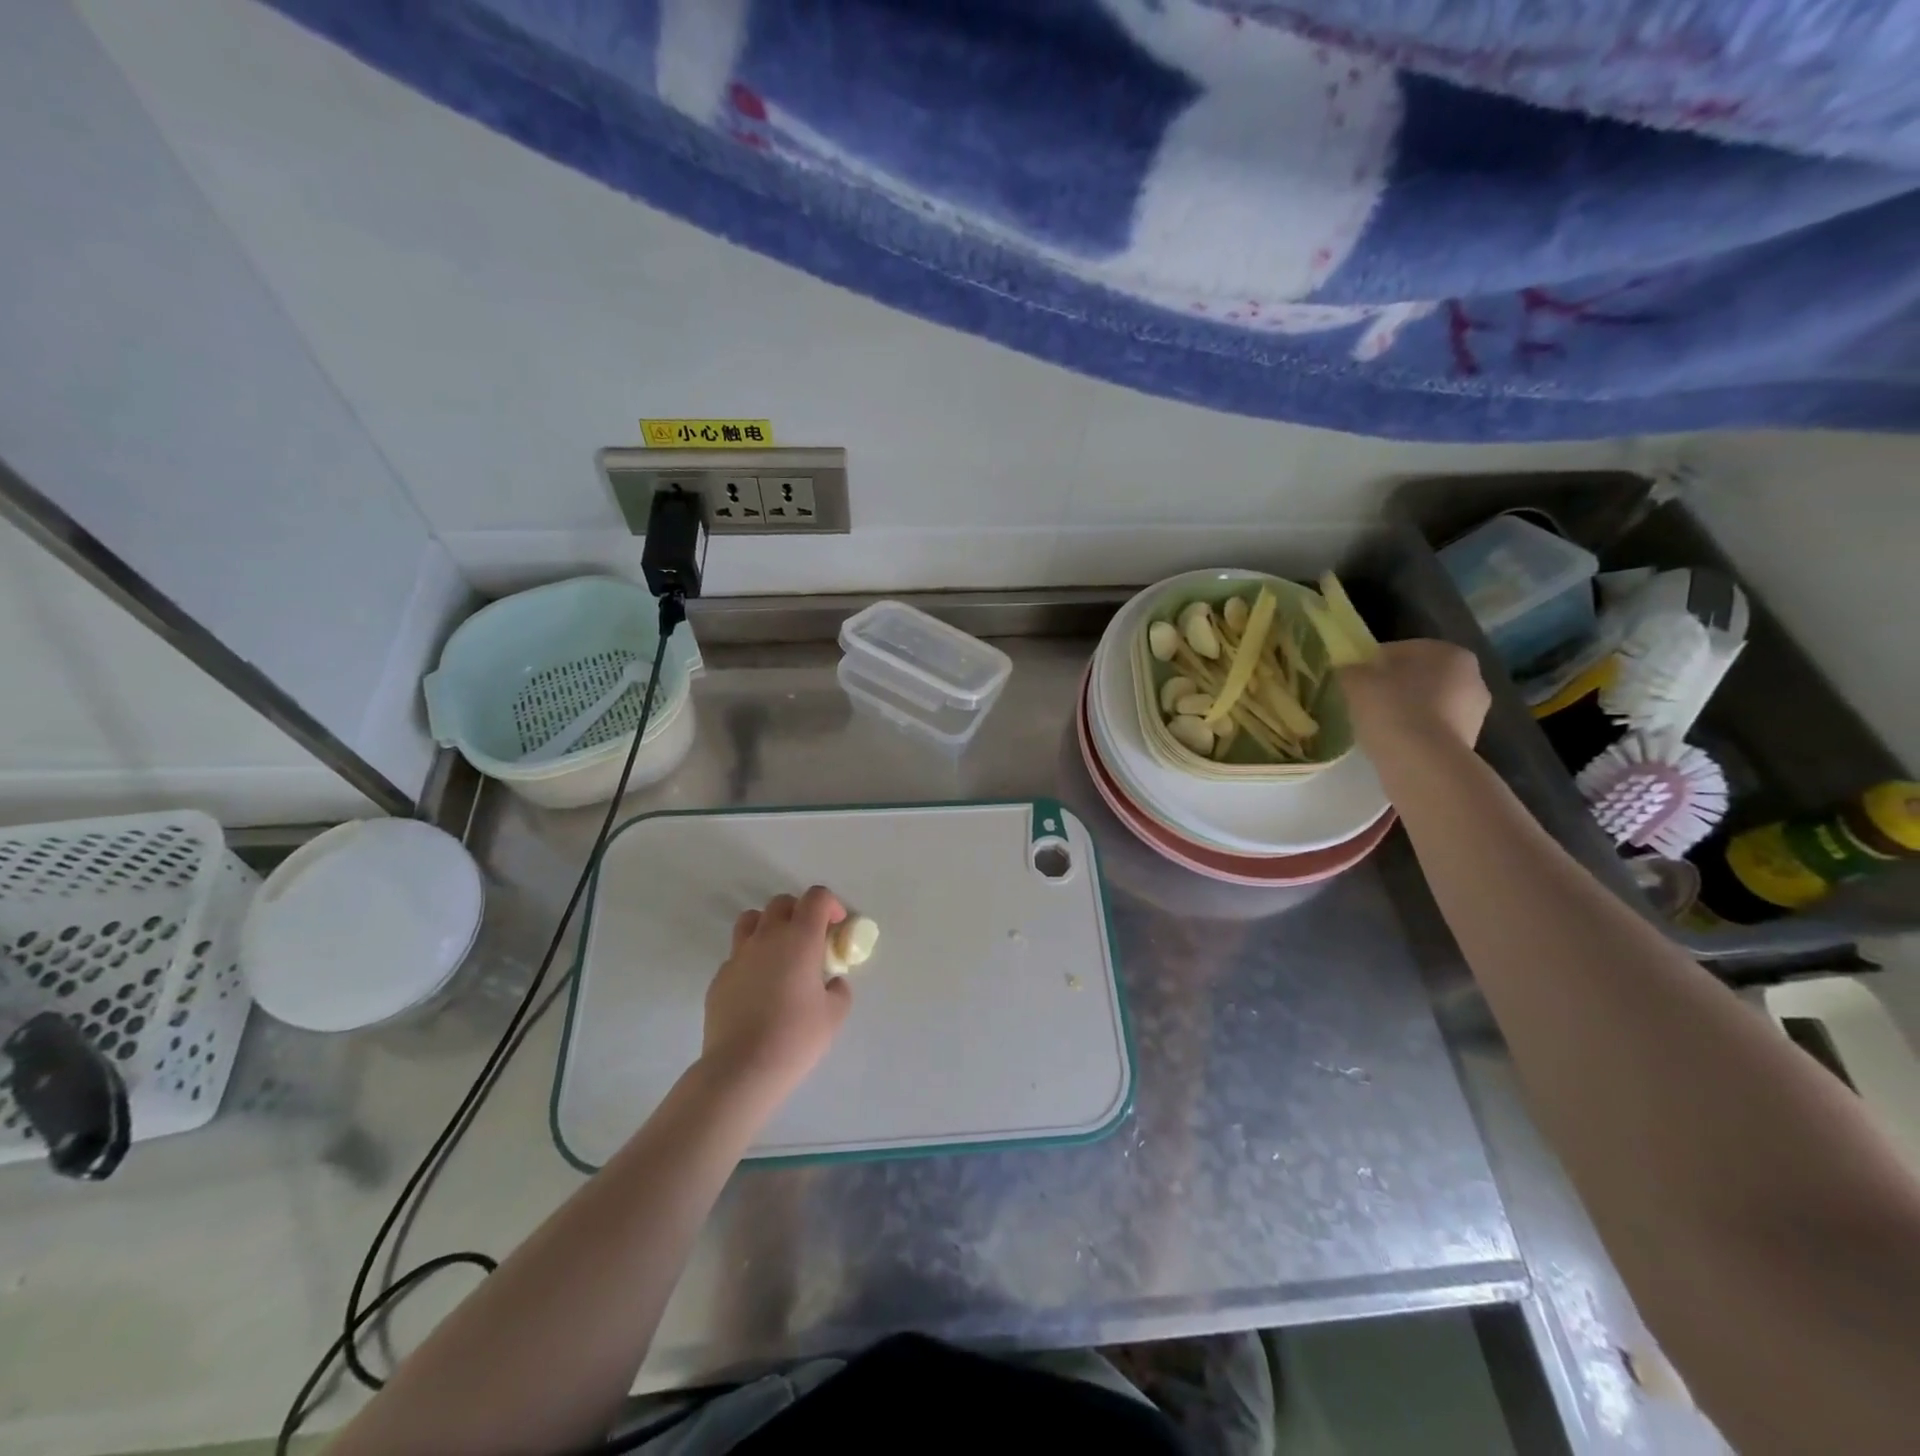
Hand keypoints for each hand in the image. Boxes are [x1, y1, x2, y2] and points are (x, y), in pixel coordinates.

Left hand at [700, 886, 852, 1101]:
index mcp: (800, 938)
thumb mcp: (834, 1014)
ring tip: (779, 954)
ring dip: (769, 927)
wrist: (743, 1068)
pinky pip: (737, 955)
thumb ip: (838, 989)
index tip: (836, 925)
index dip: (830, 904)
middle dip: (799, 912)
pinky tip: (758, 989)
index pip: (816, 897)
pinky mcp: (719, 978)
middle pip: (782, 902)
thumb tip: (830, 982)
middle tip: (810, 939)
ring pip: (751, 920)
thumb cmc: (796, 1037)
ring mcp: (738, 955)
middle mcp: (767, 937)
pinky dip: (751, 960)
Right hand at [1338, 640, 1490, 754]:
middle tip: (1363, 703)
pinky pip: (1432, 729)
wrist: (1423, 763)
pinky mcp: (1469, 741)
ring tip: (1376, 727)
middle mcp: (1472, 677)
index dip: (1371, 664)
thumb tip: (1349, 671)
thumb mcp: (1356, 681)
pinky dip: (1414, 733)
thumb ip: (1351, 670)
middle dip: (1393, 688)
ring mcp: (1476, 712)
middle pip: (1418, 677)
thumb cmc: (1391, 709)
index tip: (1353, 681)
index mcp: (1448, 652)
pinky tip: (1393, 744)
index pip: (1400, 651)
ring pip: (1428, 704)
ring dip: (1405, 711)